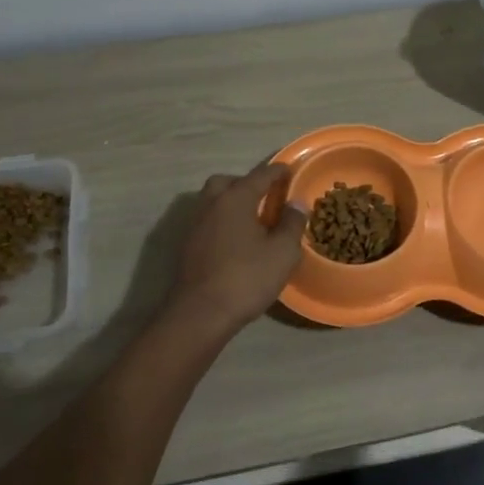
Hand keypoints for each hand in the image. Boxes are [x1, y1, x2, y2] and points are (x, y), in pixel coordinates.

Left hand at [165, 162, 308, 337]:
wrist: (200, 314)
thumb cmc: (246, 278)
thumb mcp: (283, 252)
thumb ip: (292, 223)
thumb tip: (296, 203)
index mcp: (235, 198)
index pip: (260, 175)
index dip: (277, 171)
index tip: (290, 170)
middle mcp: (211, 204)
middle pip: (228, 182)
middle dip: (246, 183)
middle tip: (265, 196)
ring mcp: (195, 225)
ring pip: (213, 201)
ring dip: (231, 202)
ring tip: (252, 219)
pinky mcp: (187, 246)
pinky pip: (208, 220)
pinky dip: (222, 220)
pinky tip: (236, 240)